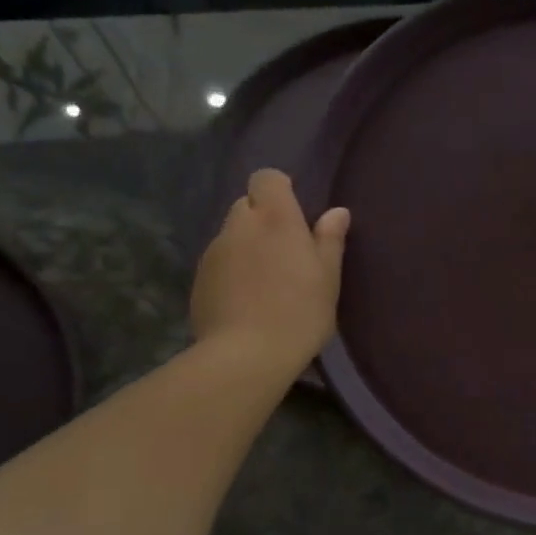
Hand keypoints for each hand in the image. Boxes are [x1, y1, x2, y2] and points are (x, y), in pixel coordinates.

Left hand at [191, 169, 349, 374]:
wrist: (246, 356)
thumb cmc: (299, 312)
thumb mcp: (328, 278)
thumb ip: (330, 240)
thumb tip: (337, 211)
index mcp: (275, 218)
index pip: (267, 178)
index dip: (279, 190)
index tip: (295, 213)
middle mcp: (239, 225)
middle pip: (246, 205)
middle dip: (262, 219)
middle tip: (284, 252)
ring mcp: (213, 252)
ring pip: (231, 235)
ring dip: (246, 246)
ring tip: (265, 281)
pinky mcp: (198, 279)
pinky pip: (219, 262)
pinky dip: (231, 271)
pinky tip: (246, 301)